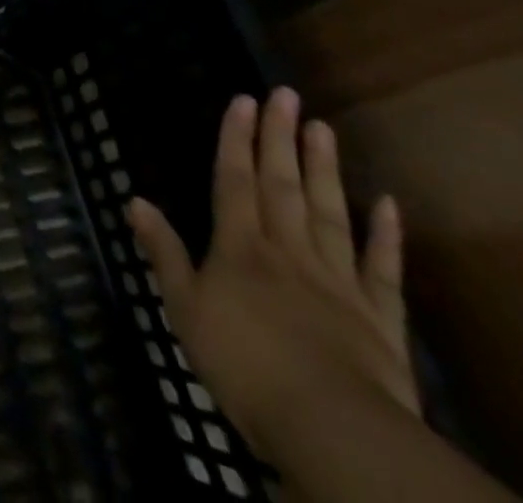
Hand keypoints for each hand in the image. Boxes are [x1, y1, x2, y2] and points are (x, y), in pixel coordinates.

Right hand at [126, 89, 415, 459]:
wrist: (331, 427)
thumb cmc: (243, 365)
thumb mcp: (185, 309)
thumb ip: (164, 253)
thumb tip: (134, 198)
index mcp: (240, 248)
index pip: (235, 181)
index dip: (236, 139)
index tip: (243, 99)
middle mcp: (288, 250)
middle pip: (282, 185)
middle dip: (280, 138)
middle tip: (286, 94)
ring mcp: (337, 280)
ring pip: (329, 213)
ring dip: (324, 169)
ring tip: (324, 127)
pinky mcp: (380, 318)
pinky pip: (382, 269)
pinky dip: (386, 236)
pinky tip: (388, 203)